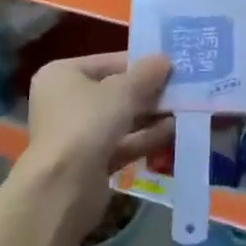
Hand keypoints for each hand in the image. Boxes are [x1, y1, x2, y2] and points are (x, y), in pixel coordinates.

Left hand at [23, 52, 173, 183]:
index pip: (107, 62)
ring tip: (184, 108)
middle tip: (182, 88)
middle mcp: (64, 101)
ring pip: (120, 119)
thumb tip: (165, 59)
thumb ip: (147, 73)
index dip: (140, 63)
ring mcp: (76, 134)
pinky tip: (173, 131)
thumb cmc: (88, 123)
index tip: (171, 65)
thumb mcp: (123, 91)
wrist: (64, 186)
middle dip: (148, 92)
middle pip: (114, 92)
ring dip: (151, 115)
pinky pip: (121, 142)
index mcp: (61, 75)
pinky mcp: (89, 162)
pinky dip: (144, 137)